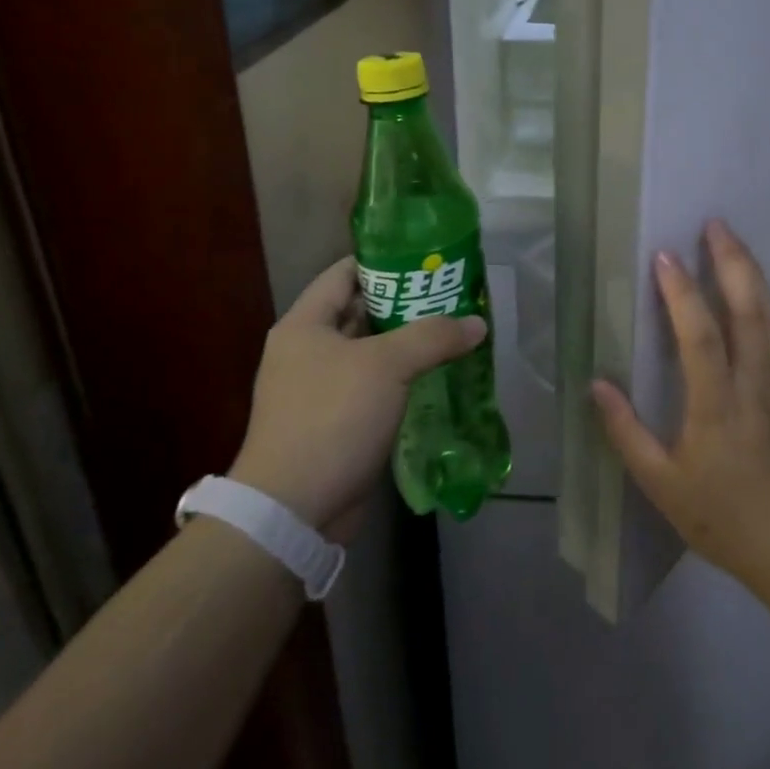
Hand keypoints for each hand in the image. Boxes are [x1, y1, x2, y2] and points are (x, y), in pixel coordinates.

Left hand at [229, 257, 486, 539]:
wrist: (293, 510)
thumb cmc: (332, 418)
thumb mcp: (387, 366)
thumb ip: (433, 336)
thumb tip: (476, 323)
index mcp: (304, 324)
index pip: (345, 273)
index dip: (384, 261)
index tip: (426, 258)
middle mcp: (307, 351)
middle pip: (359, 310)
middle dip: (404, 302)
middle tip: (450, 293)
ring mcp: (318, 389)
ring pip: (369, 351)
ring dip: (406, 342)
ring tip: (451, 329)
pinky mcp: (334, 422)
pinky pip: (373, 386)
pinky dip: (401, 377)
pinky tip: (436, 374)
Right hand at [592, 220, 769, 591]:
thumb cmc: (725, 517)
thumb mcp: (662, 485)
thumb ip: (627, 433)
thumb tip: (596, 383)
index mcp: (717, 406)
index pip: (700, 336)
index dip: (682, 294)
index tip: (665, 256)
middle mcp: (754, 383)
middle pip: (747, 310)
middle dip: (730, 261)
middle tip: (714, 224)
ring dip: (752, 274)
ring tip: (734, 242)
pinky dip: (769, 304)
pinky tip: (760, 292)